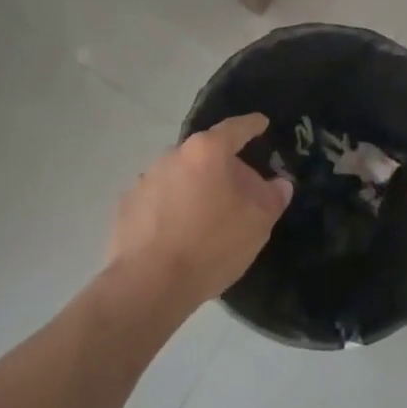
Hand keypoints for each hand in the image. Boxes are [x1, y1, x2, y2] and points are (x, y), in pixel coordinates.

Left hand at [106, 114, 291, 318]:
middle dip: (223, 167)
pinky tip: (178, 233)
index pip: (236, 128)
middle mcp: (173, 155)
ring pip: (181, 176)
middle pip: (206, 154)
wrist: (150, 284)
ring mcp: (146, 179)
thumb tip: (279, 184)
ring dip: (195, 188)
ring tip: (207, 217)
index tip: (261, 123)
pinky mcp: (127, 205)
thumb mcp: (258, 222)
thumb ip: (273, 196)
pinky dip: (172, 208)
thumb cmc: (212, 244)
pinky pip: (159, 199)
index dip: (252, 125)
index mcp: (207, 150)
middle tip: (239, 190)